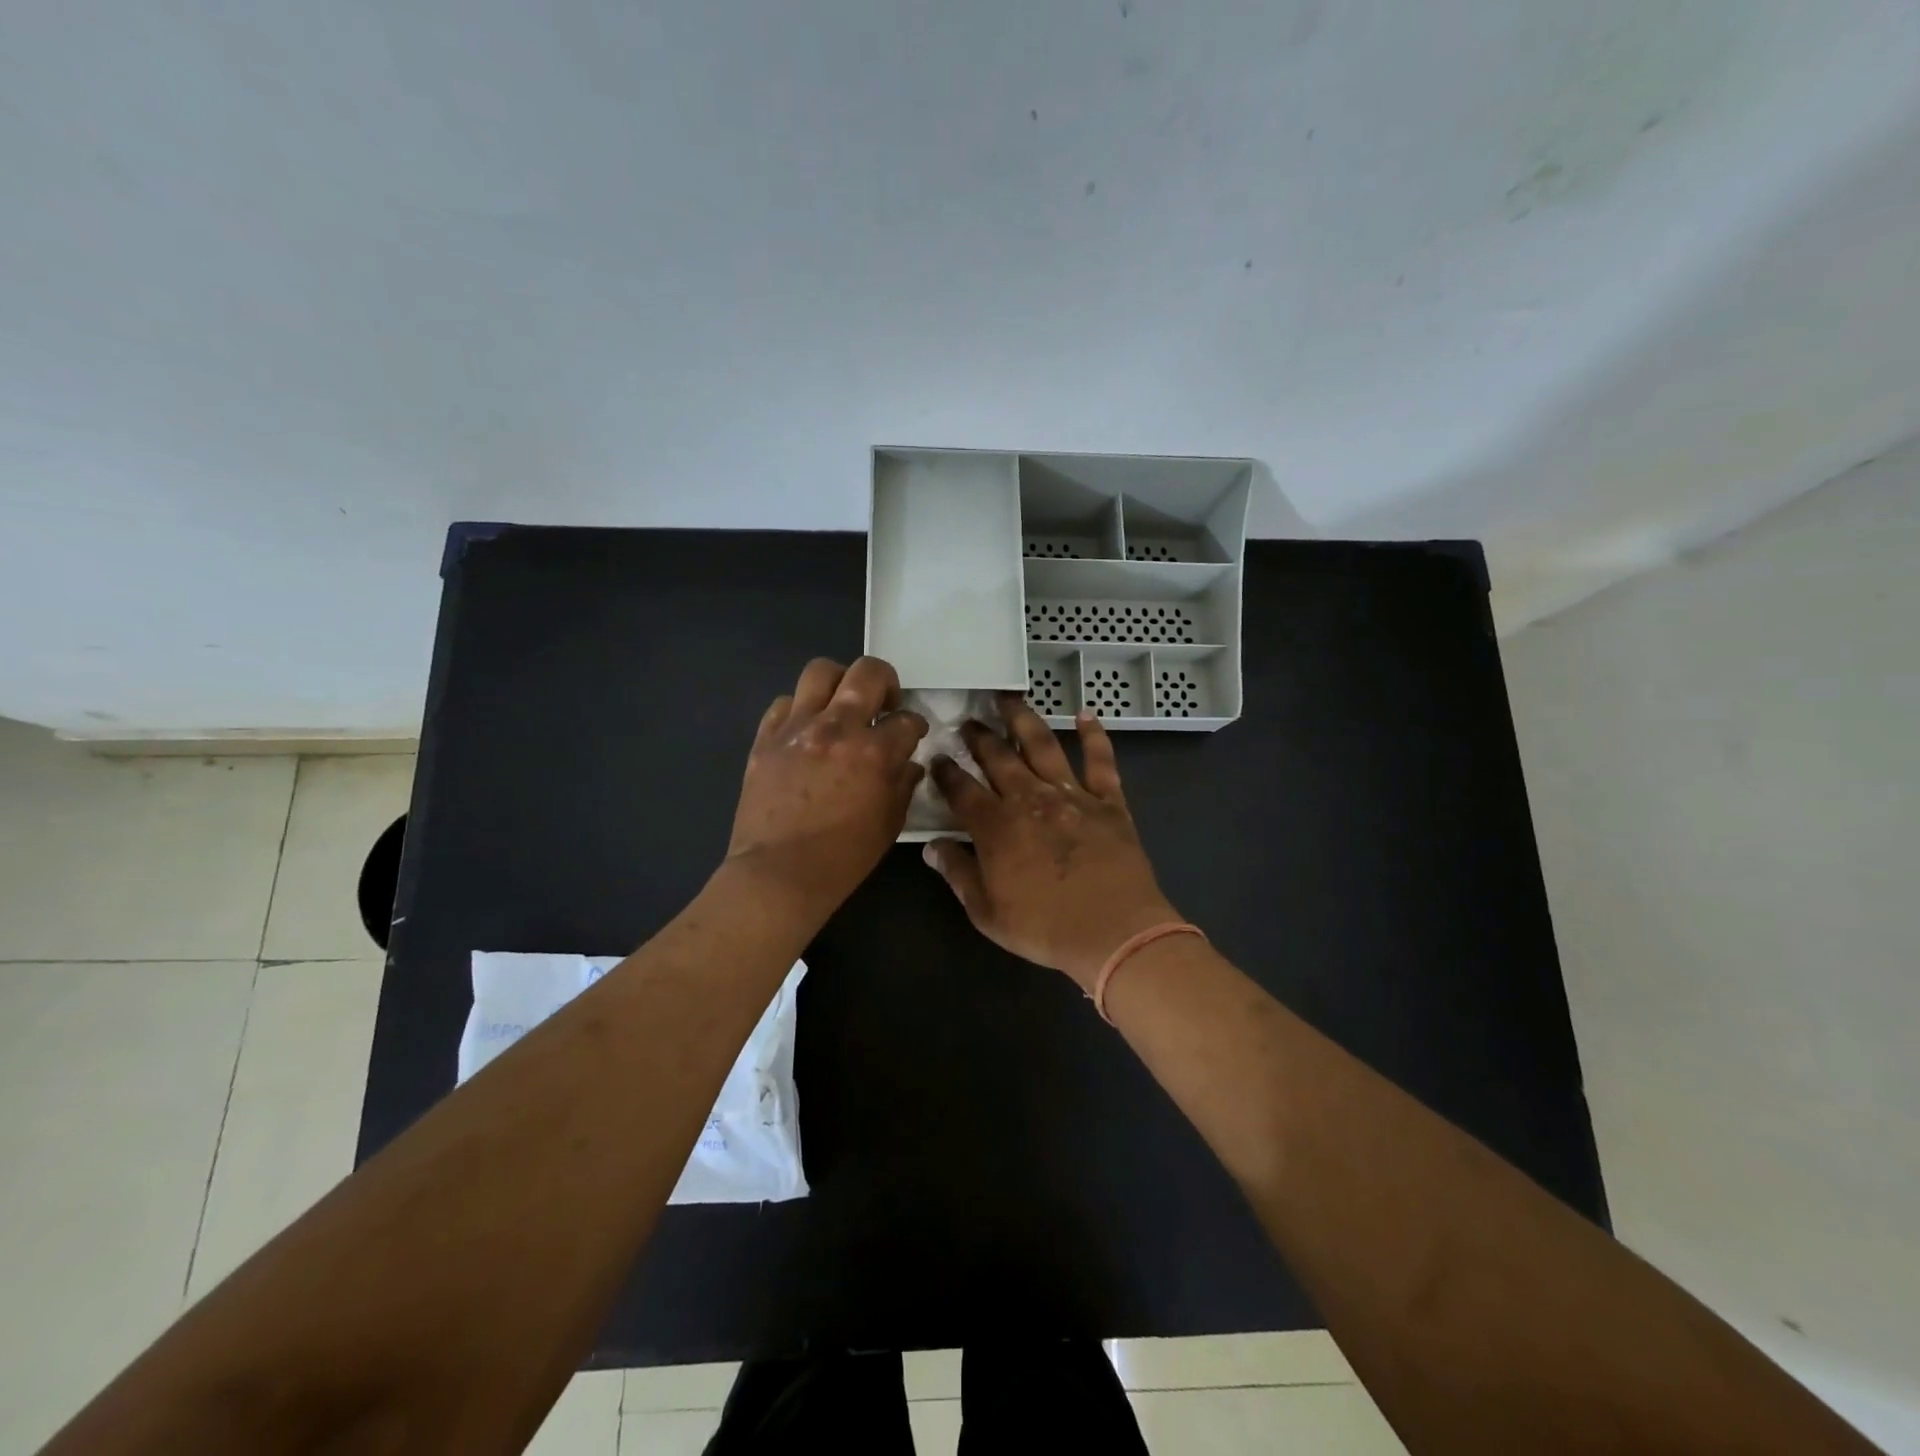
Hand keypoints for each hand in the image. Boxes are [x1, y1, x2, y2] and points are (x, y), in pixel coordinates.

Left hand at [726, 657, 928, 916]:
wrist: (778, 874)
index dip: (915, 726)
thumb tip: (907, 763)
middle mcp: (837, 728)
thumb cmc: (842, 858)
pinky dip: (800, 709)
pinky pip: (783, 703)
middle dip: (886, 681)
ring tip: (842, 705)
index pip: (907, 720)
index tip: (912, 735)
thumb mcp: (889, 824)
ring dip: (839, 683)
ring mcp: (797, 728)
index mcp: (874, 752)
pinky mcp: (766, 738)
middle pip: (867, 672)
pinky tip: (806, 729)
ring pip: (820, 672)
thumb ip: (903, 785)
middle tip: (884, 703)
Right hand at [923, 695, 1179, 989]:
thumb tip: (930, 847)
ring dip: (1023, 719)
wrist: (1114, 932)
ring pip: (1042, 745)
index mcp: (996, 826)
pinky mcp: (1108, 801)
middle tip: (968, 721)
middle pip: (998, 757)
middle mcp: (1029, 799)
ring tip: (1009, 698)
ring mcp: (1071, 795)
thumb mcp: (987, 912)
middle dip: (979, 736)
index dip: (946, 771)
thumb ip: (958, 874)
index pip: (961, 789)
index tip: (937, 756)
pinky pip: (1100, 761)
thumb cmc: (1045, 928)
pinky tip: (1086, 714)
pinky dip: (1094, 735)